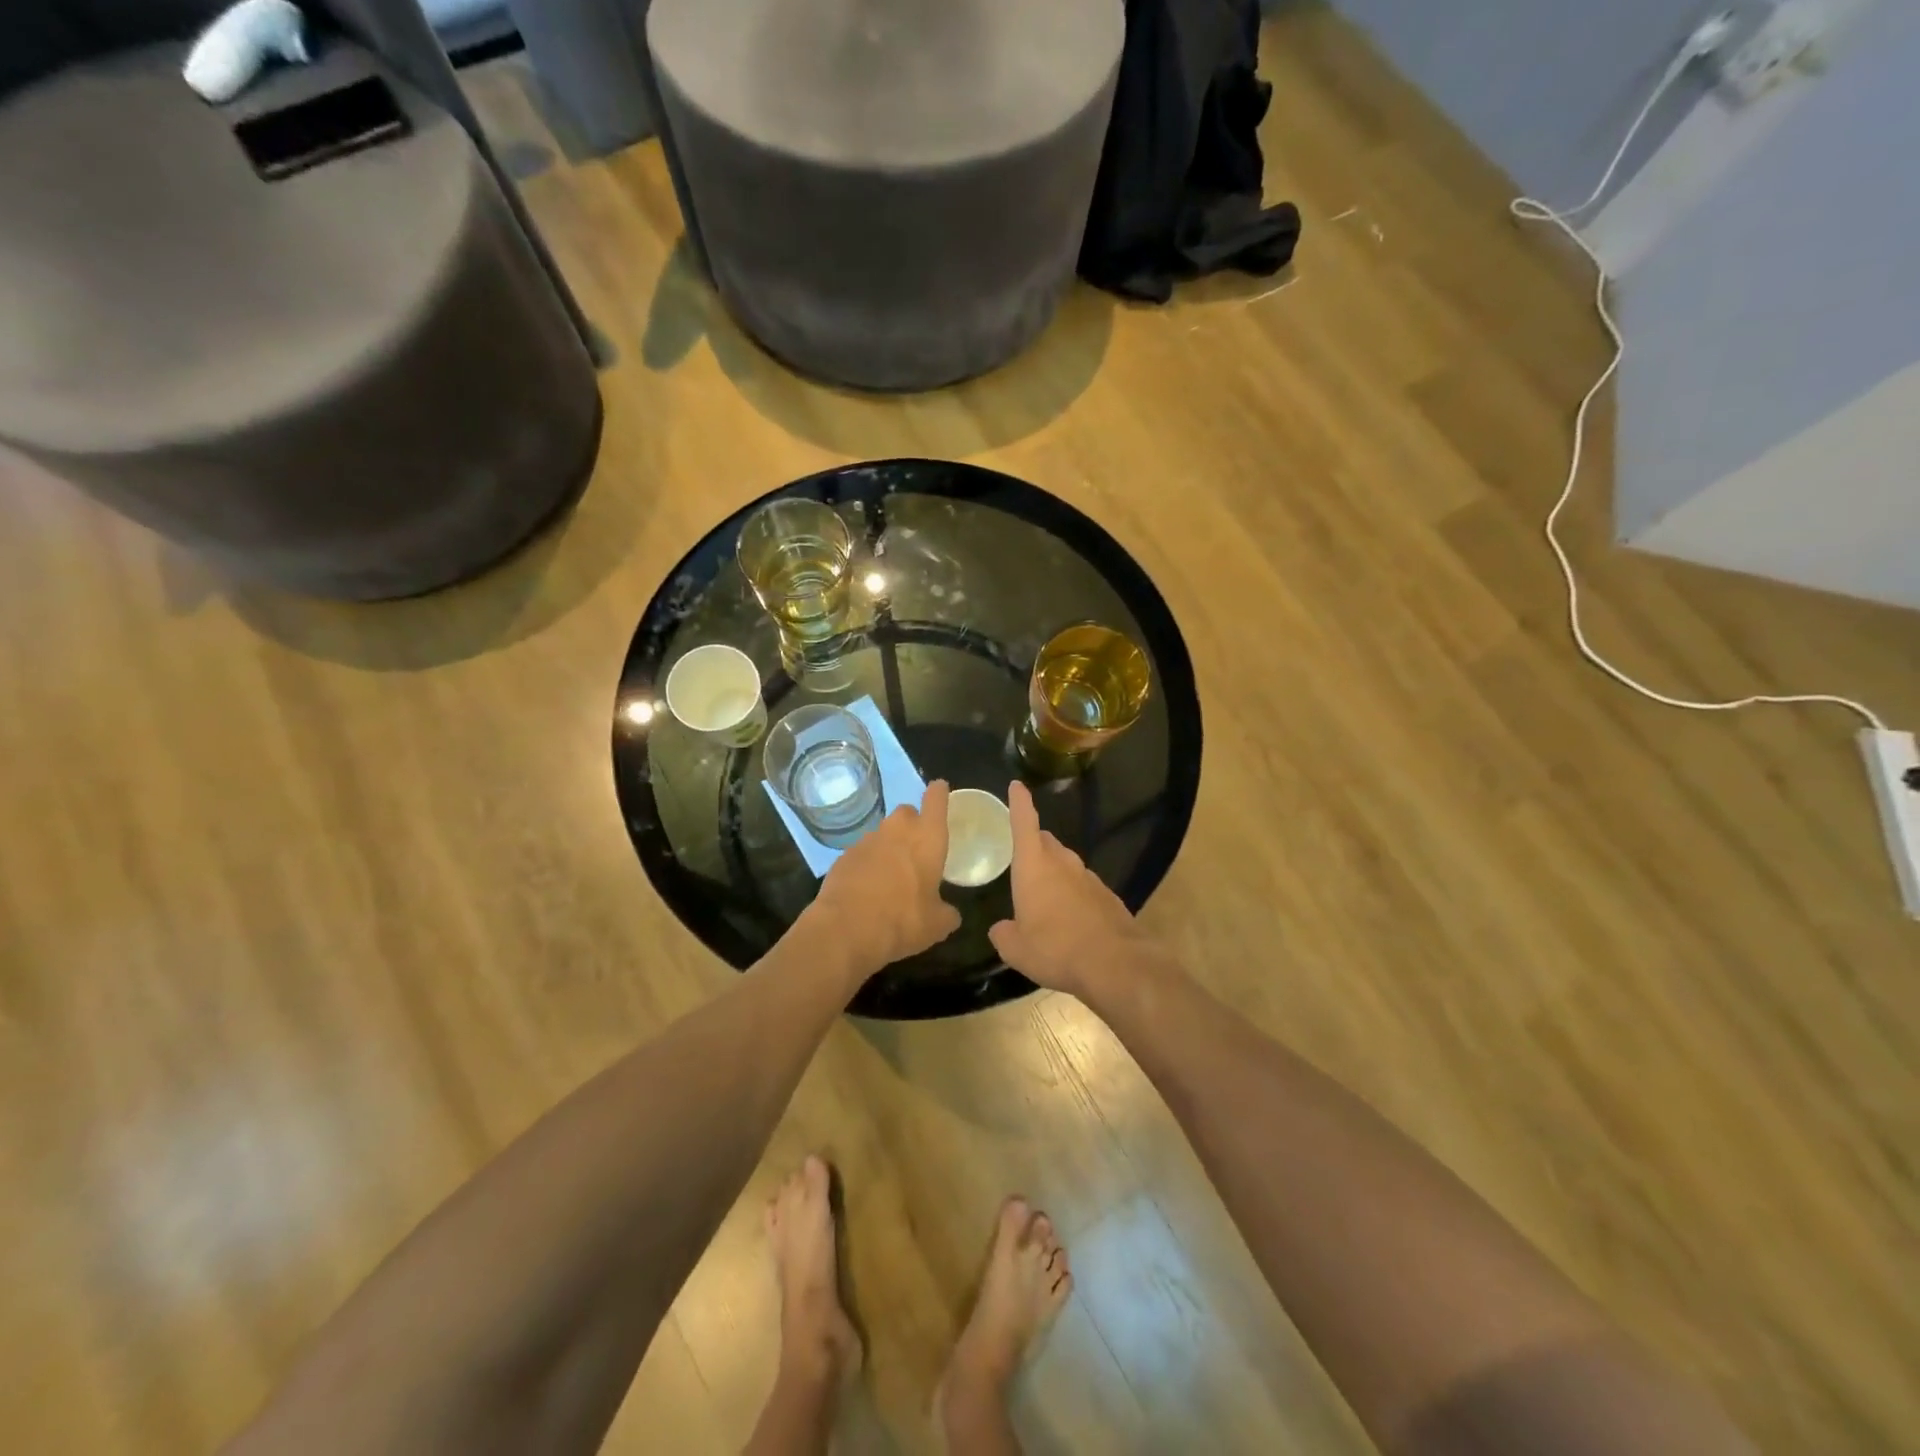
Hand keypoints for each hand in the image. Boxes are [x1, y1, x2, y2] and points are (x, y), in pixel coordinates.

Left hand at [808, 780, 962, 975]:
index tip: (940, 788)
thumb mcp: (937, 925)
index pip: (936, 800)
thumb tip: (950, 914)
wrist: (845, 929)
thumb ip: (947, 913)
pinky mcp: (844, 856)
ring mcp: (867, 840)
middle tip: (917, 847)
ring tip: (892, 874)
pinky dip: (868, 864)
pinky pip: (862, 853)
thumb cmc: (903, 921)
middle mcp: (897, 830)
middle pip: (907, 812)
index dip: (939, 793)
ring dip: (889, 846)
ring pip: (883, 833)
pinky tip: (868, 888)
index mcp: (928, 838)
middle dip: (913, 823)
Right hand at [988, 781, 1151, 999]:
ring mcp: (1089, 878)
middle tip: (1022, 856)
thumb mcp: (1016, 949)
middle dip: (1034, 843)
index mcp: (1034, 866)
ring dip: (1054, 872)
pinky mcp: (1108, 897)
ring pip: (1066, 864)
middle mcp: (1063, 864)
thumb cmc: (1056, 949)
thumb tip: (1001, 928)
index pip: (1024, 823)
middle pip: (1046, 842)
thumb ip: (1003, 934)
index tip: (1017, 785)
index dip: (1019, 803)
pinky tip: (1070, 918)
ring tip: (1044, 895)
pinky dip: (1073, 894)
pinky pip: (1083, 886)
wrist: (1116, 964)